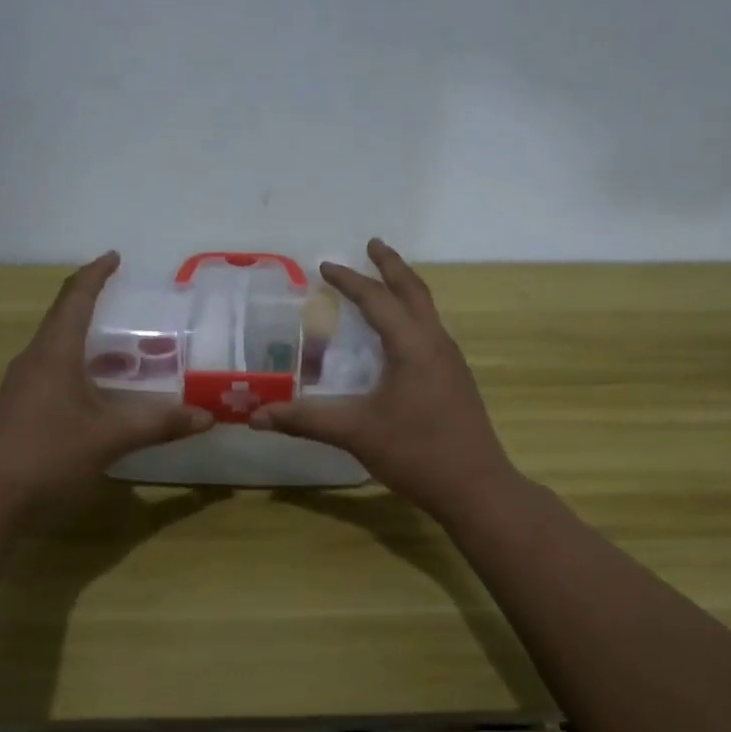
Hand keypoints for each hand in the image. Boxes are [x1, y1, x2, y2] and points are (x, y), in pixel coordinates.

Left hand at [0, 252, 211, 523]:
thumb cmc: (47, 455)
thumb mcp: (109, 438)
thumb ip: (158, 424)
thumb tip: (206, 416)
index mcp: (54, 353)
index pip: (75, 298)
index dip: (96, 274)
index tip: (115, 257)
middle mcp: (34, 361)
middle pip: (64, 319)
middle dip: (95, 307)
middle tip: (130, 308)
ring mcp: (21, 386)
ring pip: (58, 350)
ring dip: (88, 343)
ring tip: (124, 351)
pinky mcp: (17, 410)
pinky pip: (52, 374)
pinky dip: (79, 370)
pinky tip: (98, 393)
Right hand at [249, 239, 520, 520]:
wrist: (475, 487)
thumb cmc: (416, 452)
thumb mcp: (355, 433)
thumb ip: (305, 420)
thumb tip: (255, 416)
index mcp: (412, 345)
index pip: (377, 300)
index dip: (349, 281)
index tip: (325, 266)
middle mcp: (435, 343)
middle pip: (414, 291)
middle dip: (391, 265)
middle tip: (372, 244)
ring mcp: (450, 362)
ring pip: (427, 311)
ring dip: (404, 290)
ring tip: (383, 283)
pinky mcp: (455, 380)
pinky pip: (430, 332)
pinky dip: (410, 318)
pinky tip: (396, 338)